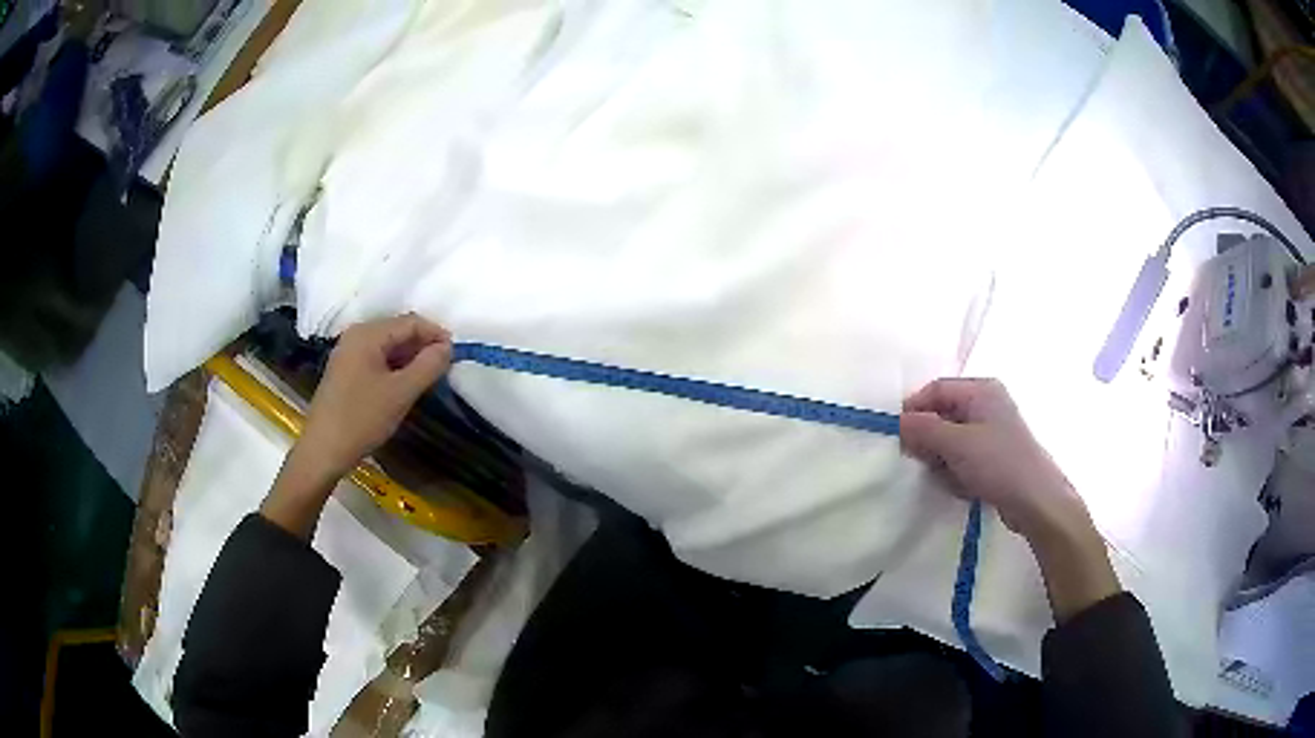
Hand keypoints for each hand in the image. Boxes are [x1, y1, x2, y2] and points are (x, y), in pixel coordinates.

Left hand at [262, 314, 451, 538]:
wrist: (323, 450)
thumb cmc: (362, 419)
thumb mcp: (401, 393)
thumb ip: (428, 366)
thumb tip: (447, 347)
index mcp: (368, 334)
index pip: (411, 322)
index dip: (436, 334)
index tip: (457, 355)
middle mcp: (356, 336)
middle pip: (398, 331)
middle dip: (423, 346)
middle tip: (445, 368)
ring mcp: (348, 354)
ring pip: (388, 347)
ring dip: (410, 358)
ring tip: (429, 378)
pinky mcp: (345, 372)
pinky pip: (377, 359)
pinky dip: (395, 368)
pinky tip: (405, 386)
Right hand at [900, 378, 1083, 540]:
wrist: (1035, 501)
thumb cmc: (998, 463)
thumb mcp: (957, 444)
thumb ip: (925, 430)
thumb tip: (899, 421)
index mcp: (981, 390)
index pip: (937, 389)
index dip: (915, 409)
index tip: (899, 436)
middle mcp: (986, 404)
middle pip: (942, 414)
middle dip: (929, 439)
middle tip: (922, 461)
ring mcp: (991, 431)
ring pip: (950, 439)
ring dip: (942, 459)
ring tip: (949, 477)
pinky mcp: (993, 456)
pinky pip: (962, 457)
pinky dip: (956, 470)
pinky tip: (962, 486)